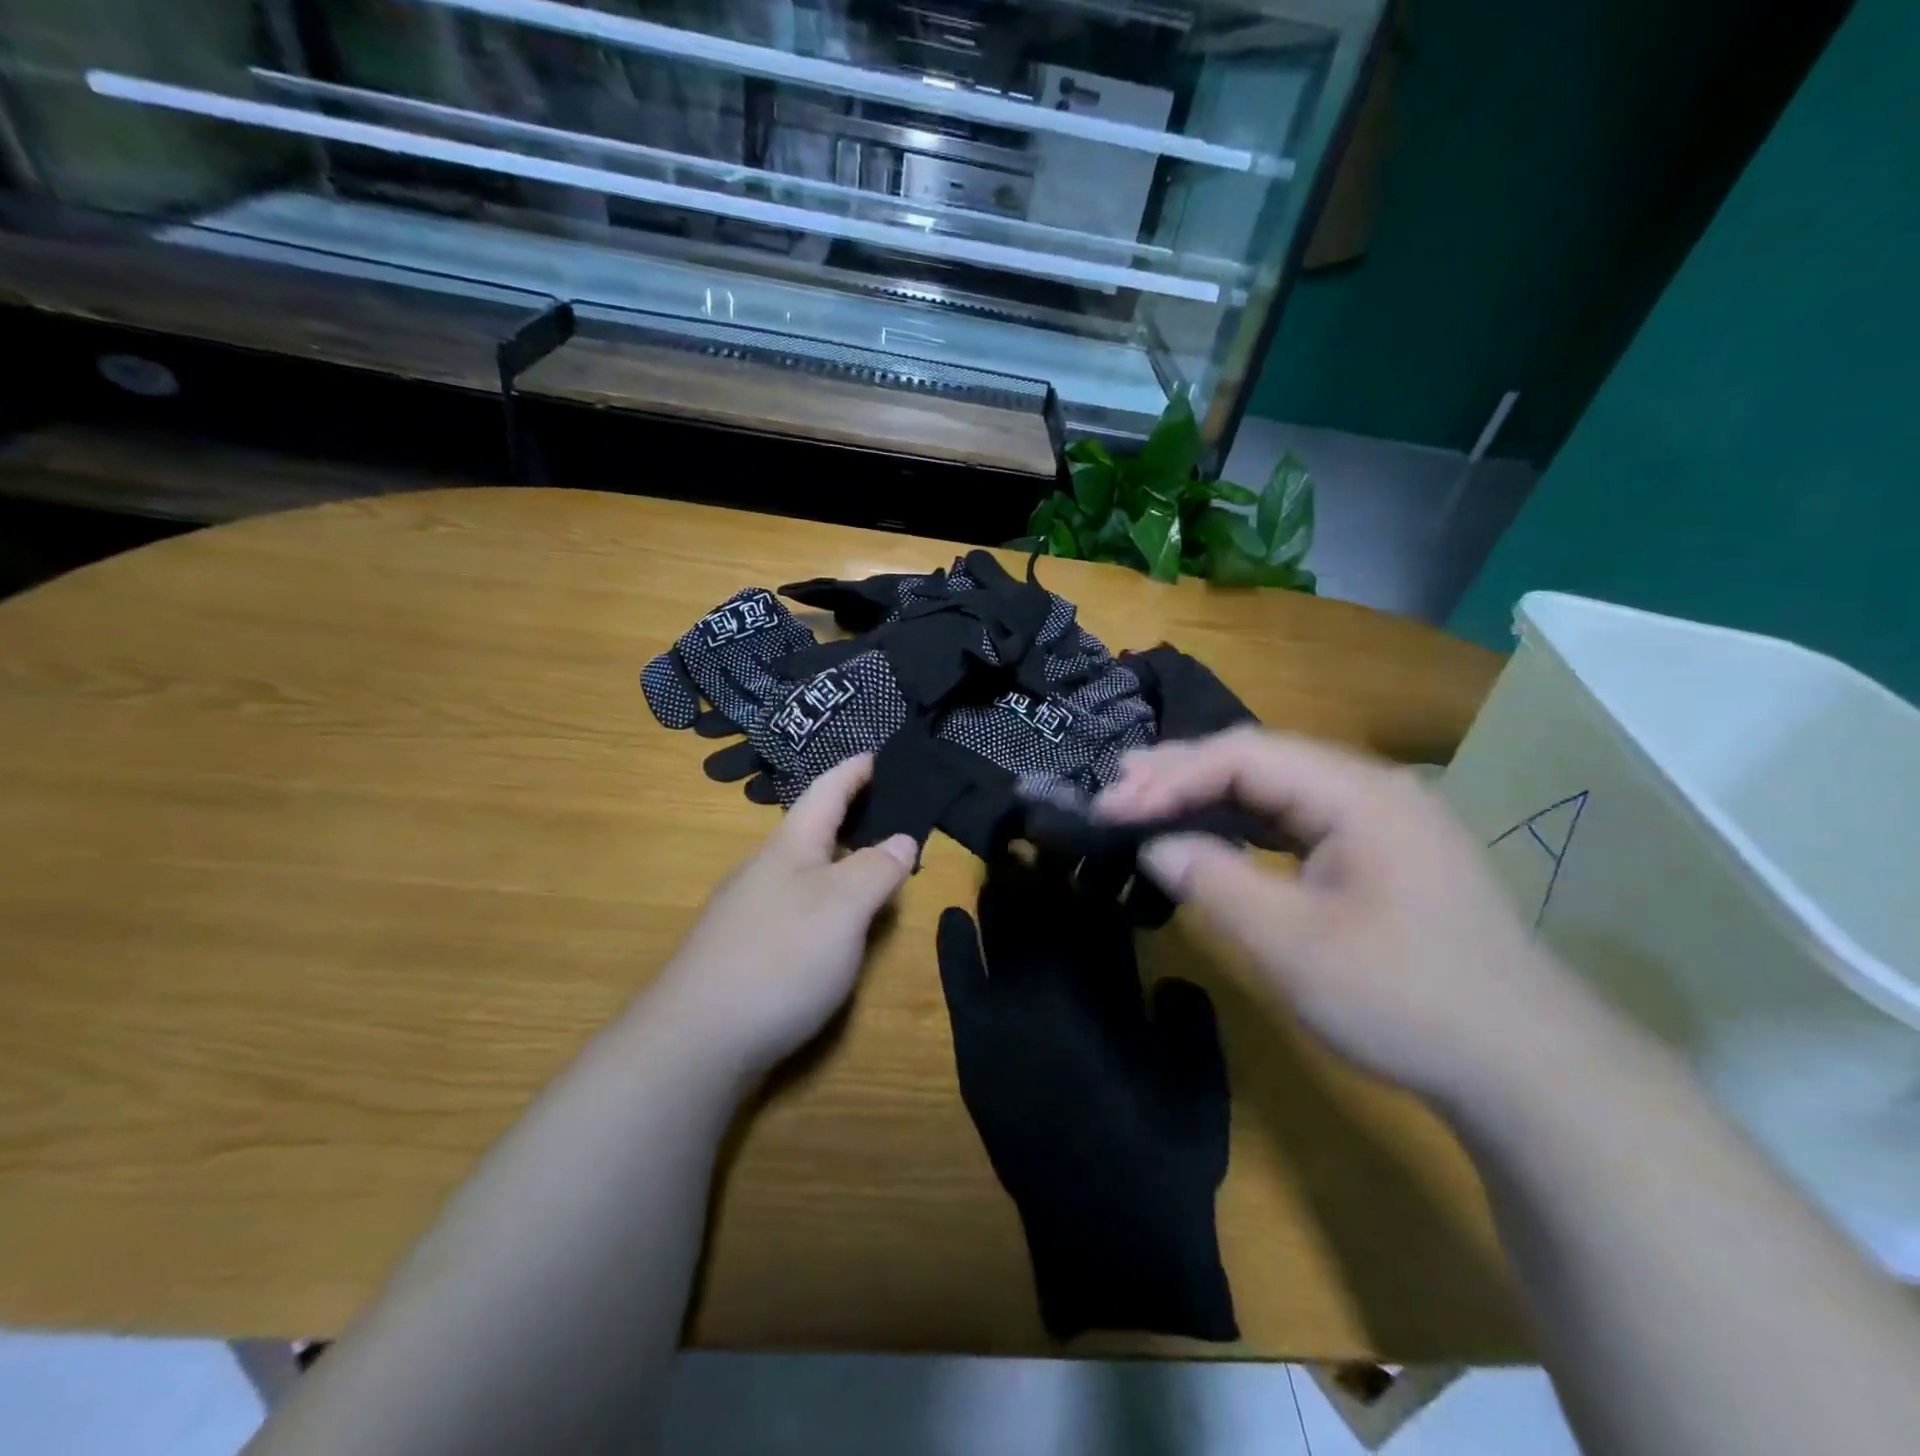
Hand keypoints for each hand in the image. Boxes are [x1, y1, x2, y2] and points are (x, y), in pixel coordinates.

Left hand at [652, 755, 917, 1076]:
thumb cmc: (779, 959)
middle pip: (812, 828)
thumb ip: (876, 869)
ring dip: (839, 860)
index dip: (855, 771)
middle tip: (893, 813)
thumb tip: (902, 838)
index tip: (879, 753)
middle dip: (851, 815)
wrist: (694, 1043)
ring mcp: (748, 911)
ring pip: (803, 870)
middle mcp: (764, 869)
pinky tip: (835, 926)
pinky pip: (795, 905)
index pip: (827, 791)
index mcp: (789, 846)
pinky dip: (825, 899)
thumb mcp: (843, 907)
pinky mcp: (743, 950)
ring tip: (874, 867)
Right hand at [1095, 727, 1577, 1103]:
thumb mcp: (1293, 945)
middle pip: (1260, 760)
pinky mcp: (1379, 851)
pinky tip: (1211, 831)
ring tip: (1146, 799)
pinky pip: (1296, 817)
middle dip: (1183, 774)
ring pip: (1276, 787)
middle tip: (1116, 790)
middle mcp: (1370, 787)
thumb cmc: (1405, 999)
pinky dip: (1243, 822)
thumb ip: (1215, 882)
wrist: (1527, 1067)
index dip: (1170, 776)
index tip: (1112, 806)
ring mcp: (1380, 818)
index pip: (1244, 757)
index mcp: (1358, 793)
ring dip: (1209, 793)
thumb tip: (1155, 844)